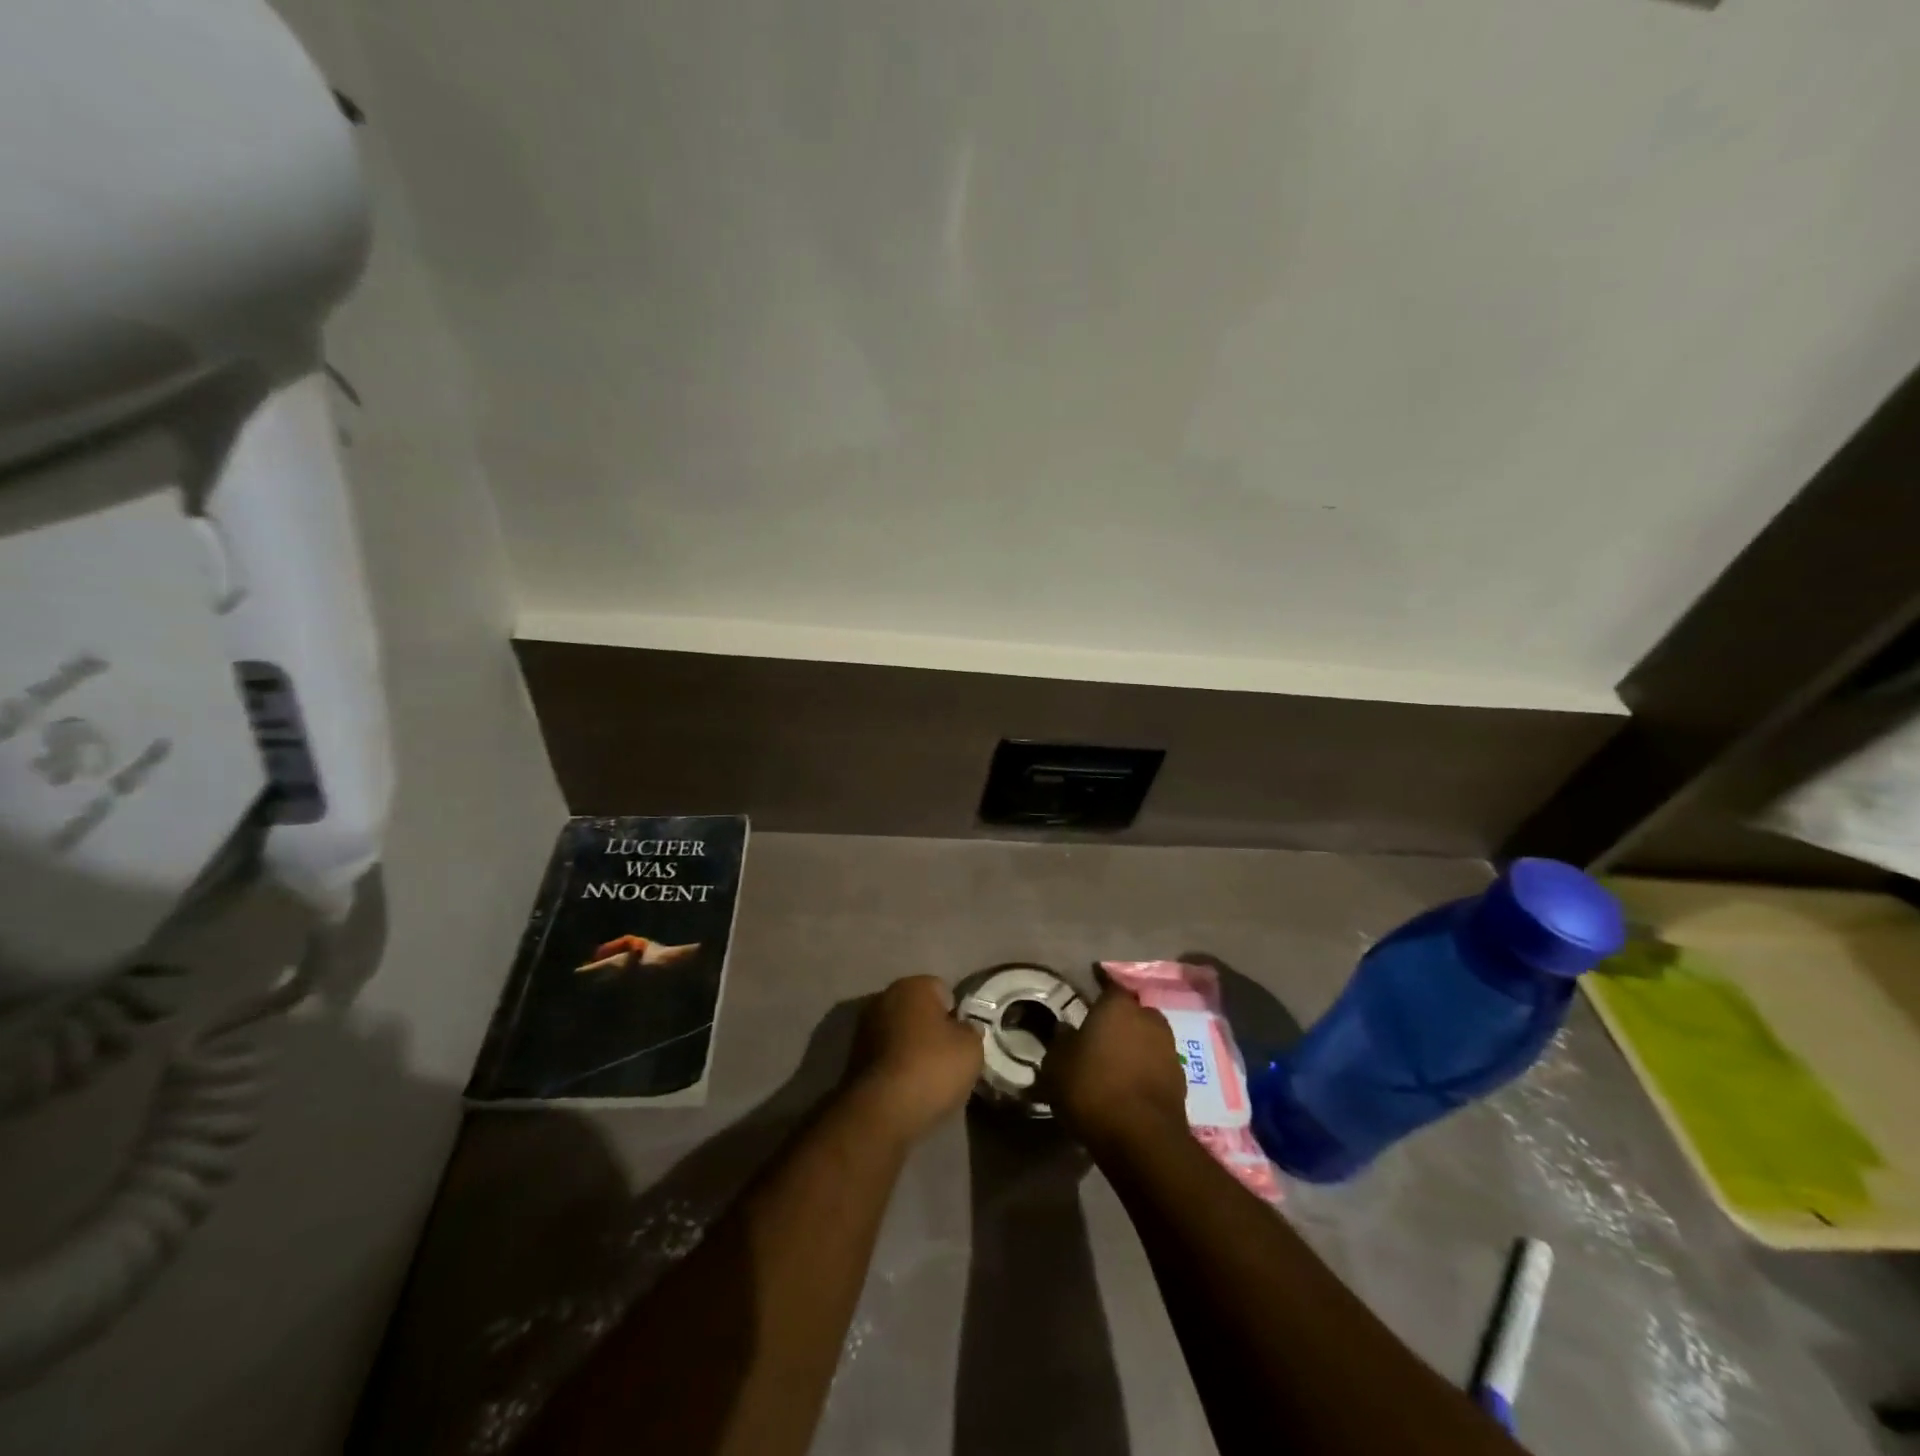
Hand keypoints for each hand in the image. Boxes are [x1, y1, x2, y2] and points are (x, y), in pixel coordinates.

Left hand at [843, 976, 984, 1141]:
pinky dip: (896, 1065)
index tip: (962, 1040)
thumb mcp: (971, 1049)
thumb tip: (964, 1029)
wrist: (882, 1110)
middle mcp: (885, 996)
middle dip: (932, 1028)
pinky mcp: (853, 1056)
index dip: (956, 1015)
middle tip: (948, 1058)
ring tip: (928, 1077)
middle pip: (918, 1010)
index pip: (943, 990)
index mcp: (913, 985)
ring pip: (900, 1032)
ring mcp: (865, 1026)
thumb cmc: (932, 1068)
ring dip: (912, 1047)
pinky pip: (886, 1054)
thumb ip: (971, 1031)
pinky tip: (908, 1087)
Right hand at [1040, 984, 1187, 1150]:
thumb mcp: (1056, 1066)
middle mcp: (1148, 1019)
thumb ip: (1060, 1042)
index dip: (1099, 991)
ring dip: (1135, 1048)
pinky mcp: (1181, 1081)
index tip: (1089, 1000)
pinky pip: (1157, 1066)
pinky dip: (1146, 1072)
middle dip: (1120, 1022)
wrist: (1141, 1138)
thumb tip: (1065, 1031)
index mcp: (1117, 1006)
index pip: (1109, 986)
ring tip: (1115, 1066)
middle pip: (1133, 1013)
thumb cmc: (1092, 1089)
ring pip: (1148, 1039)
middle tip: (1100, 1038)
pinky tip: (1130, 1088)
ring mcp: (1169, 1049)